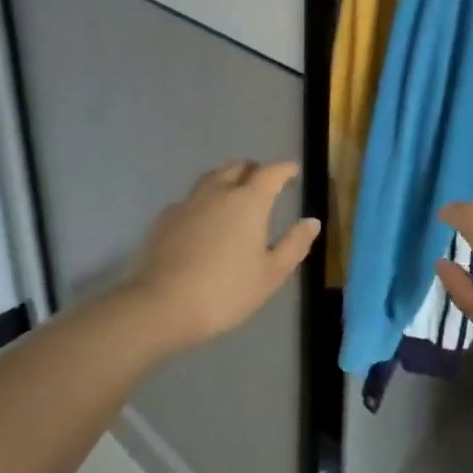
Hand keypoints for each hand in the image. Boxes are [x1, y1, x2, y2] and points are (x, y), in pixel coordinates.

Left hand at [124, 160, 320, 352]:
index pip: (270, 172)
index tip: (293, 171)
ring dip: (227, 178)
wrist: (161, 305)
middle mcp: (218, 192)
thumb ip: (294, 245)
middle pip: (238, 166)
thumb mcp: (270, 274)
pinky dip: (204, 200)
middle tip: (264, 181)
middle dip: (255, 169)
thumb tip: (312, 221)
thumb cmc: (225, 292)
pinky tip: (204, 220)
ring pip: (211, 178)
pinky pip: (191, 198)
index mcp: (249, 202)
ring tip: (234, 194)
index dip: (284, 169)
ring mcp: (188, 202)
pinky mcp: (165, 218)